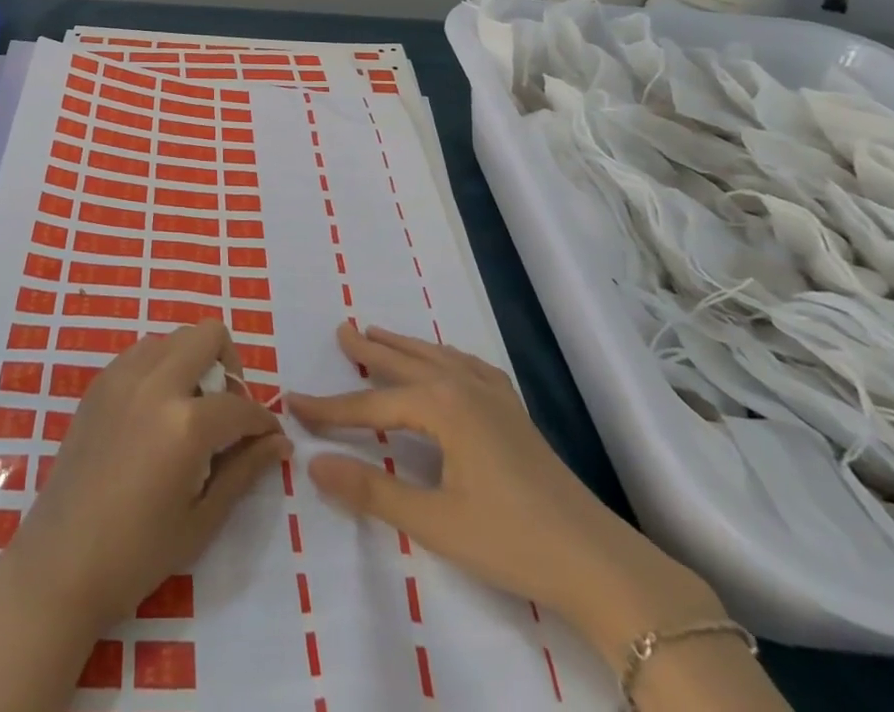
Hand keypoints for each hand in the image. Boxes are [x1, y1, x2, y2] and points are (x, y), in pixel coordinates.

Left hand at [0, 323, 287, 711]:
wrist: (61, 562)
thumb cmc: (137, 553)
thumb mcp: (201, 519)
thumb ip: (243, 470)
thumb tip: (278, 442)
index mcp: (185, 422)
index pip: (241, 404)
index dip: (263, 422)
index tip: (269, 438)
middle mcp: (155, 382)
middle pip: (207, 335)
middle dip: (229, 366)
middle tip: (226, 410)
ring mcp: (122, 376)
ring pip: (173, 338)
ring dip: (192, 362)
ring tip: (190, 411)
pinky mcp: (99, 382)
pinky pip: (142, 353)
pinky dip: (161, 368)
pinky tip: (157, 413)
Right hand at [289, 322, 723, 658]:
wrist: (600, 564)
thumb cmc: (512, 540)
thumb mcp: (434, 521)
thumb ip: (371, 490)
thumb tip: (312, 464)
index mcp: (442, 406)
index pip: (370, 404)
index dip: (330, 409)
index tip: (293, 403)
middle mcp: (464, 386)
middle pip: (404, 363)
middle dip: (369, 350)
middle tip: (341, 330)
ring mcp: (494, 395)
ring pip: (436, 357)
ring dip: (404, 347)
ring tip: (378, 335)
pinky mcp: (514, 411)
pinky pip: (467, 365)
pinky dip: (443, 356)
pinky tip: (445, 361)